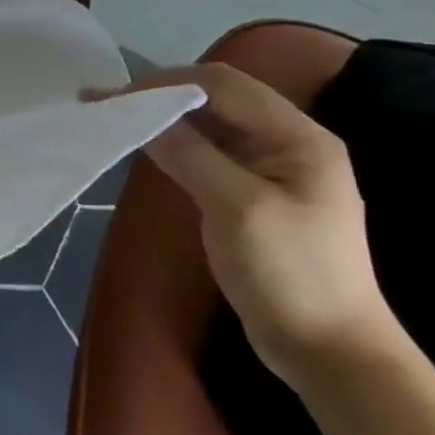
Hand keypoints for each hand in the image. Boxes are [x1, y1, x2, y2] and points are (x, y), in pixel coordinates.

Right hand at [111, 62, 399, 391]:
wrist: (330, 352)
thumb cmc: (290, 274)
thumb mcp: (236, 208)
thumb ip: (189, 153)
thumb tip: (138, 113)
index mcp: (298, 137)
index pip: (223, 85)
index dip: (165, 82)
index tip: (113, 95)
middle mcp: (288, 142)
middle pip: (216, 98)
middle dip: (159, 94)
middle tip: (104, 101)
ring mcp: (272, 169)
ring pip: (209, 123)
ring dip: (163, 116)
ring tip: (115, 116)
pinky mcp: (253, 192)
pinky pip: (208, 150)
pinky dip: (173, 142)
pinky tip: (145, 145)